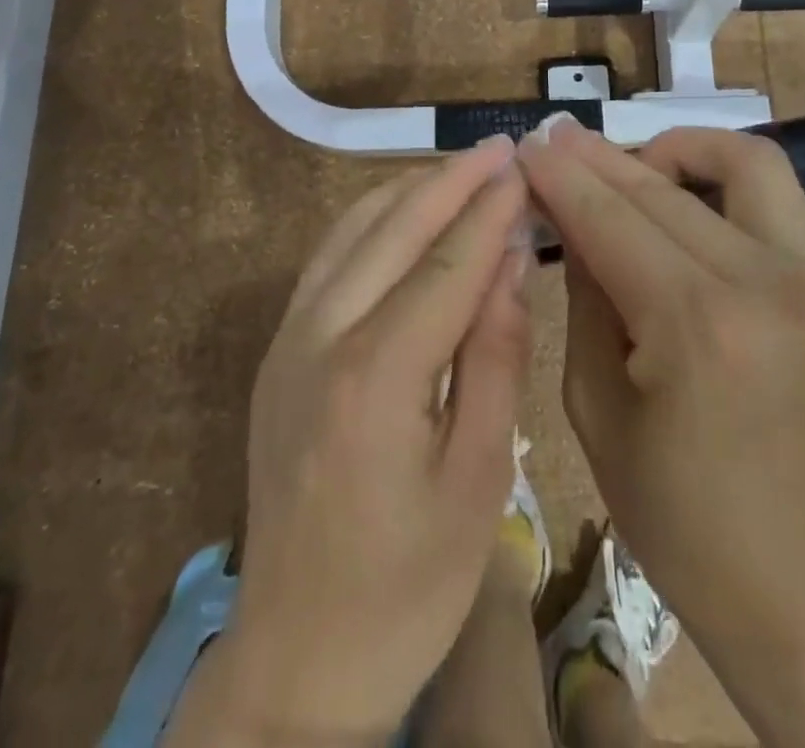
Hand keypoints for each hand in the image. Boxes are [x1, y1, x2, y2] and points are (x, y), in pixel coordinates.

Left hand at [173, 137, 532, 744]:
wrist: (296, 657)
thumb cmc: (407, 587)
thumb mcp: (478, 482)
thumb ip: (495, 359)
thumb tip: (510, 263)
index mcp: (374, 379)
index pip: (446, 266)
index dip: (490, 211)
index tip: (526, 167)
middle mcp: (319, 340)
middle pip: (393, 230)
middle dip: (451, 181)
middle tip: (501, 146)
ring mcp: (287, 341)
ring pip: (352, 231)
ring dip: (409, 191)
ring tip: (463, 169)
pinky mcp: (278, 351)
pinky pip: (329, 259)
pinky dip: (372, 219)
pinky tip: (405, 212)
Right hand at [518, 121, 804, 665]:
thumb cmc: (680, 517)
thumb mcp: (596, 406)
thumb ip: (584, 295)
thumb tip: (566, 215)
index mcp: (696, 326)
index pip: (608, 219)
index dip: (559, 176)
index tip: (524, 145)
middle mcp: (762, 281)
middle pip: (660, 187)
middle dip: (596, 158)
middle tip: (552, 140)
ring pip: (737, 160)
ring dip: (672, 148)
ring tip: (624, 164)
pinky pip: (771, 190)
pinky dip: (719, 171)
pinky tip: (678, 190)